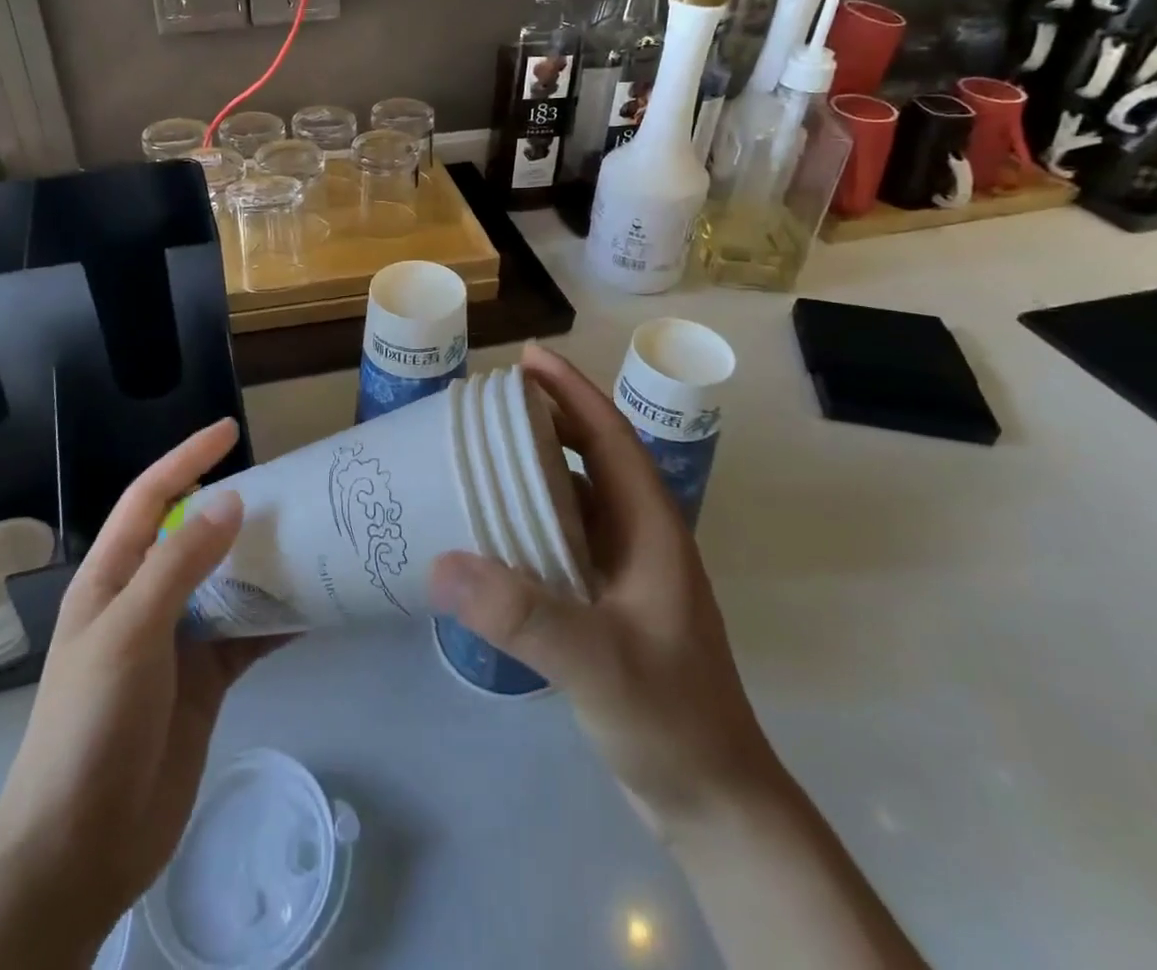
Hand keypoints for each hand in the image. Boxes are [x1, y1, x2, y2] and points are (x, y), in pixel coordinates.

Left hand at [0, 419, 282, 969]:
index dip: (186, 460)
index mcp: (112, 578)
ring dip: (265, 562)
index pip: (150, 499)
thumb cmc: (91, 724)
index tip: (230, 431)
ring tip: (315, 536)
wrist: (81, 847)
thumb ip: (180, 564)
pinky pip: (249, 634)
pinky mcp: (207, 679)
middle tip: (292, 487)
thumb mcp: (130, 631)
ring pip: (229, 583)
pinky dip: (280, 619)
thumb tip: (232, 501)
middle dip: (238, 509)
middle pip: (195, 536)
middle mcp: (146, 600)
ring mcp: (178, 642)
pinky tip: (317, 606)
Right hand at [429, 344, 773, 832]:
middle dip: (548, 417)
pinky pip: (568, 534)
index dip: (572, 391)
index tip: (527, 358)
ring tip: (484, 450)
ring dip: (538, 465)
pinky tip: (497, 525)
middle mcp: (641, 535)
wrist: (714, 800)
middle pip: (593, 455)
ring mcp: (628, 568)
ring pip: (579, 494)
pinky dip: (534, 514)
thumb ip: (524, 615)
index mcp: (651, 527)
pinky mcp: (612, 597)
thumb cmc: (671, 720)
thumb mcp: (598, 664)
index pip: (610, 436)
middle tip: (489, 401)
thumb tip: (442, 562)